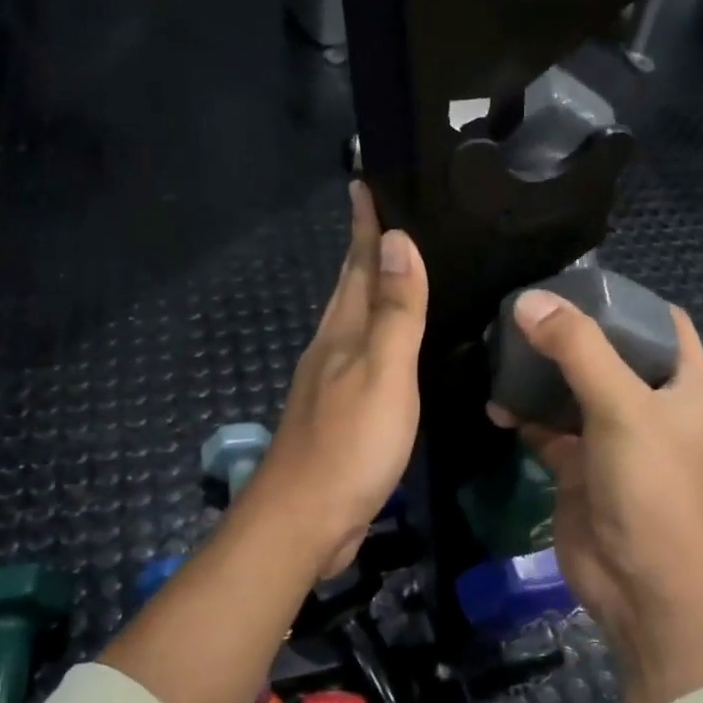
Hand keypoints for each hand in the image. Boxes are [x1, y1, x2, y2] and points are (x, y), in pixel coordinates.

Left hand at [243, 181, 427, 579]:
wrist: (305, 519)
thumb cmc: (350, 444)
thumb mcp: (383, 373)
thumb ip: (395, 311)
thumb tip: (397, 241)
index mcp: (343, 333)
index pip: (357, 265)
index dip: (364, 226)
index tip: (363, 183)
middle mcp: (332, 348)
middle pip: (349, 288)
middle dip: (363, 251)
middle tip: (382, 217)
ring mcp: (331, 383)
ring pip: (353, 322)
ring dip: (368, 291)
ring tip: (390, 271)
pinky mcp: (339, 414)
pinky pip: (361, 356)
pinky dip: (375, 336)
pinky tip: (387, 346)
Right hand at [488, 292, 702, 702]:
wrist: (640, 587)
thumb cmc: (650, 488)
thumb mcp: (621, 408)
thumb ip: (578, 350)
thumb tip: (528, 300)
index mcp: (682, 384)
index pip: (663, 323)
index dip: (629, 299)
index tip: (580, 280)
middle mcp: (649, 404)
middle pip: (609, 352)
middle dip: (570, 331)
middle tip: (523, 309)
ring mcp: (611, 436)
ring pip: (572, 389)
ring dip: (540, 373)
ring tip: (501, 348)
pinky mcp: (578, 466)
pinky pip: (547, 428)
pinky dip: (523, 415)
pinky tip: (495, 404)